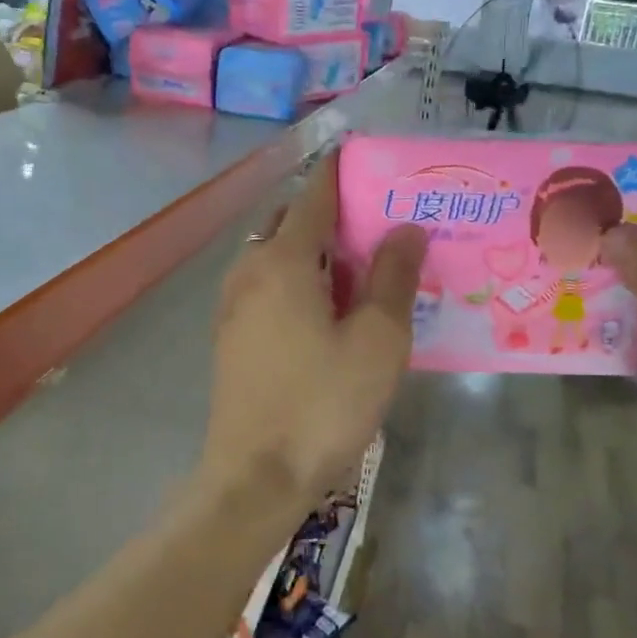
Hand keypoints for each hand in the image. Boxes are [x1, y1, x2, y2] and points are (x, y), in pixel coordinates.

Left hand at [201, 148, 428, 504]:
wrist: (254, 478)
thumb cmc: (322, 405)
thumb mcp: (377, 341)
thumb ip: (393, 277)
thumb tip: (406, 228)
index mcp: (282, 260)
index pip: (314, 194)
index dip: (342, 171)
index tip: (370, 159)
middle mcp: (248, 271)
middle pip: (290, 221)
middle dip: (330, 212)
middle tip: (378, 223)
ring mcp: (232, 305)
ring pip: (275, 256)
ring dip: (313, 250)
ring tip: (360, 266)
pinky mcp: (230, 337)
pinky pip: (266, 287)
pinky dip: (296, 280)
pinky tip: (328, 309)